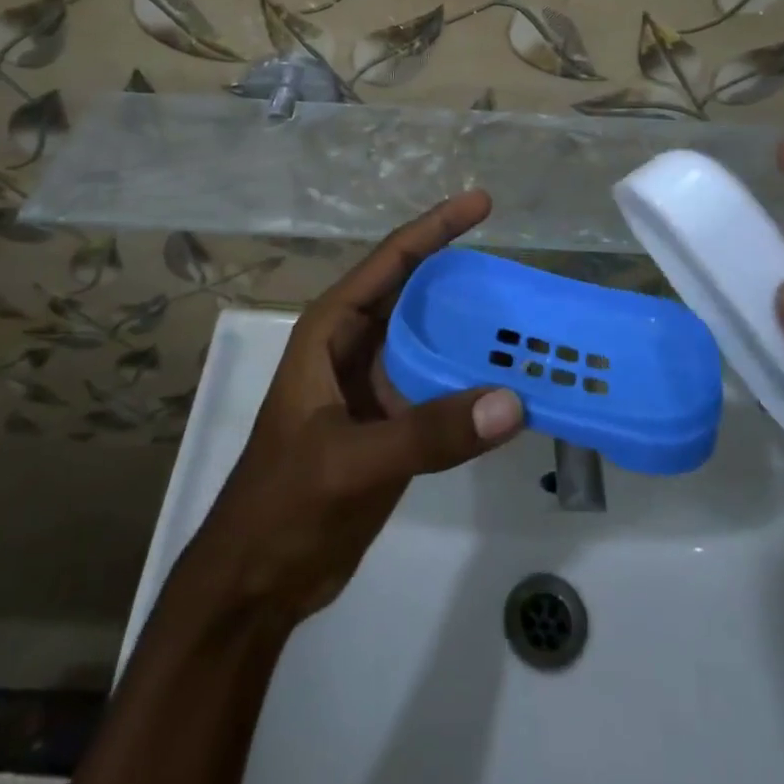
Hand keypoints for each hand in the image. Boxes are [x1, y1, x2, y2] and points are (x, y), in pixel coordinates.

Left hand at [175, 191, 523, 626]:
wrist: (257, 580)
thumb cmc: (285, 503)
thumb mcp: (352, 461)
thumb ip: (429, 432)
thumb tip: (512, 400)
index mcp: (332, 330)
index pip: (391, 261)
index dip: (436, 227)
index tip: (482, 202)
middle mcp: (355, 346)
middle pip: (416, 292)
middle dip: (461, 273)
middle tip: (518, 264)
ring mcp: (374, 385)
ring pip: (431, 339)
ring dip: (471, 328)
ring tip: (526, 316)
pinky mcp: (391, 423)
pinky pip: (439, 385)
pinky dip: (472, 379)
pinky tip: (511, 380)